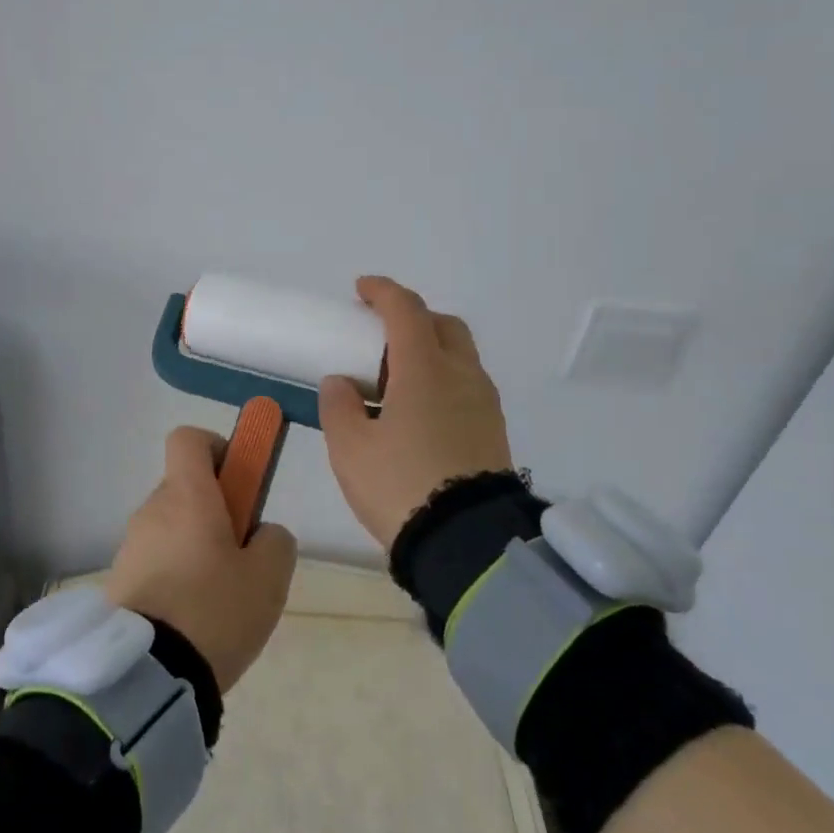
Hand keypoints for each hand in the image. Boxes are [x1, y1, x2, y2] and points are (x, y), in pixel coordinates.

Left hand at [104, 426, 297, 692]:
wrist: (147, 677)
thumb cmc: (215, 610)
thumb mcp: (269, 576)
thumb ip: (275, 539)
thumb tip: (261, 533)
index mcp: (186, 495)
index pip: (188, 439)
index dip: (217, 448)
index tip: (239, 481)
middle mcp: (152, 510)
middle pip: (184, 488)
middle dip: (215, 509)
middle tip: (241, 553)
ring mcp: (131, 546)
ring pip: (171, 528)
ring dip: (195, 545)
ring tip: (221, 596)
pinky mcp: (118, 582)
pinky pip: (155, 561)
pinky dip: (175, 574)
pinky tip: (194, 618)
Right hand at [318, 276, 513, 551]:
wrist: (467, 542)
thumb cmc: (400, 485)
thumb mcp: (350, 448)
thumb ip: (340, 406)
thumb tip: (341, 383)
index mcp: (424, 368)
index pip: (406, 310)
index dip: (382, 292)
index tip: (361, 290)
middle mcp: (461, 374)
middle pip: (443, 325)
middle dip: (412, 318)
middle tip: (381, 334)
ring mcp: (484, 402)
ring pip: (460, 355)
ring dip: (430, 350)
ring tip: (397, 379)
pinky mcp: (493, 430)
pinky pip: (467, 385)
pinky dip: (443, 379)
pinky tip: (420, 411)